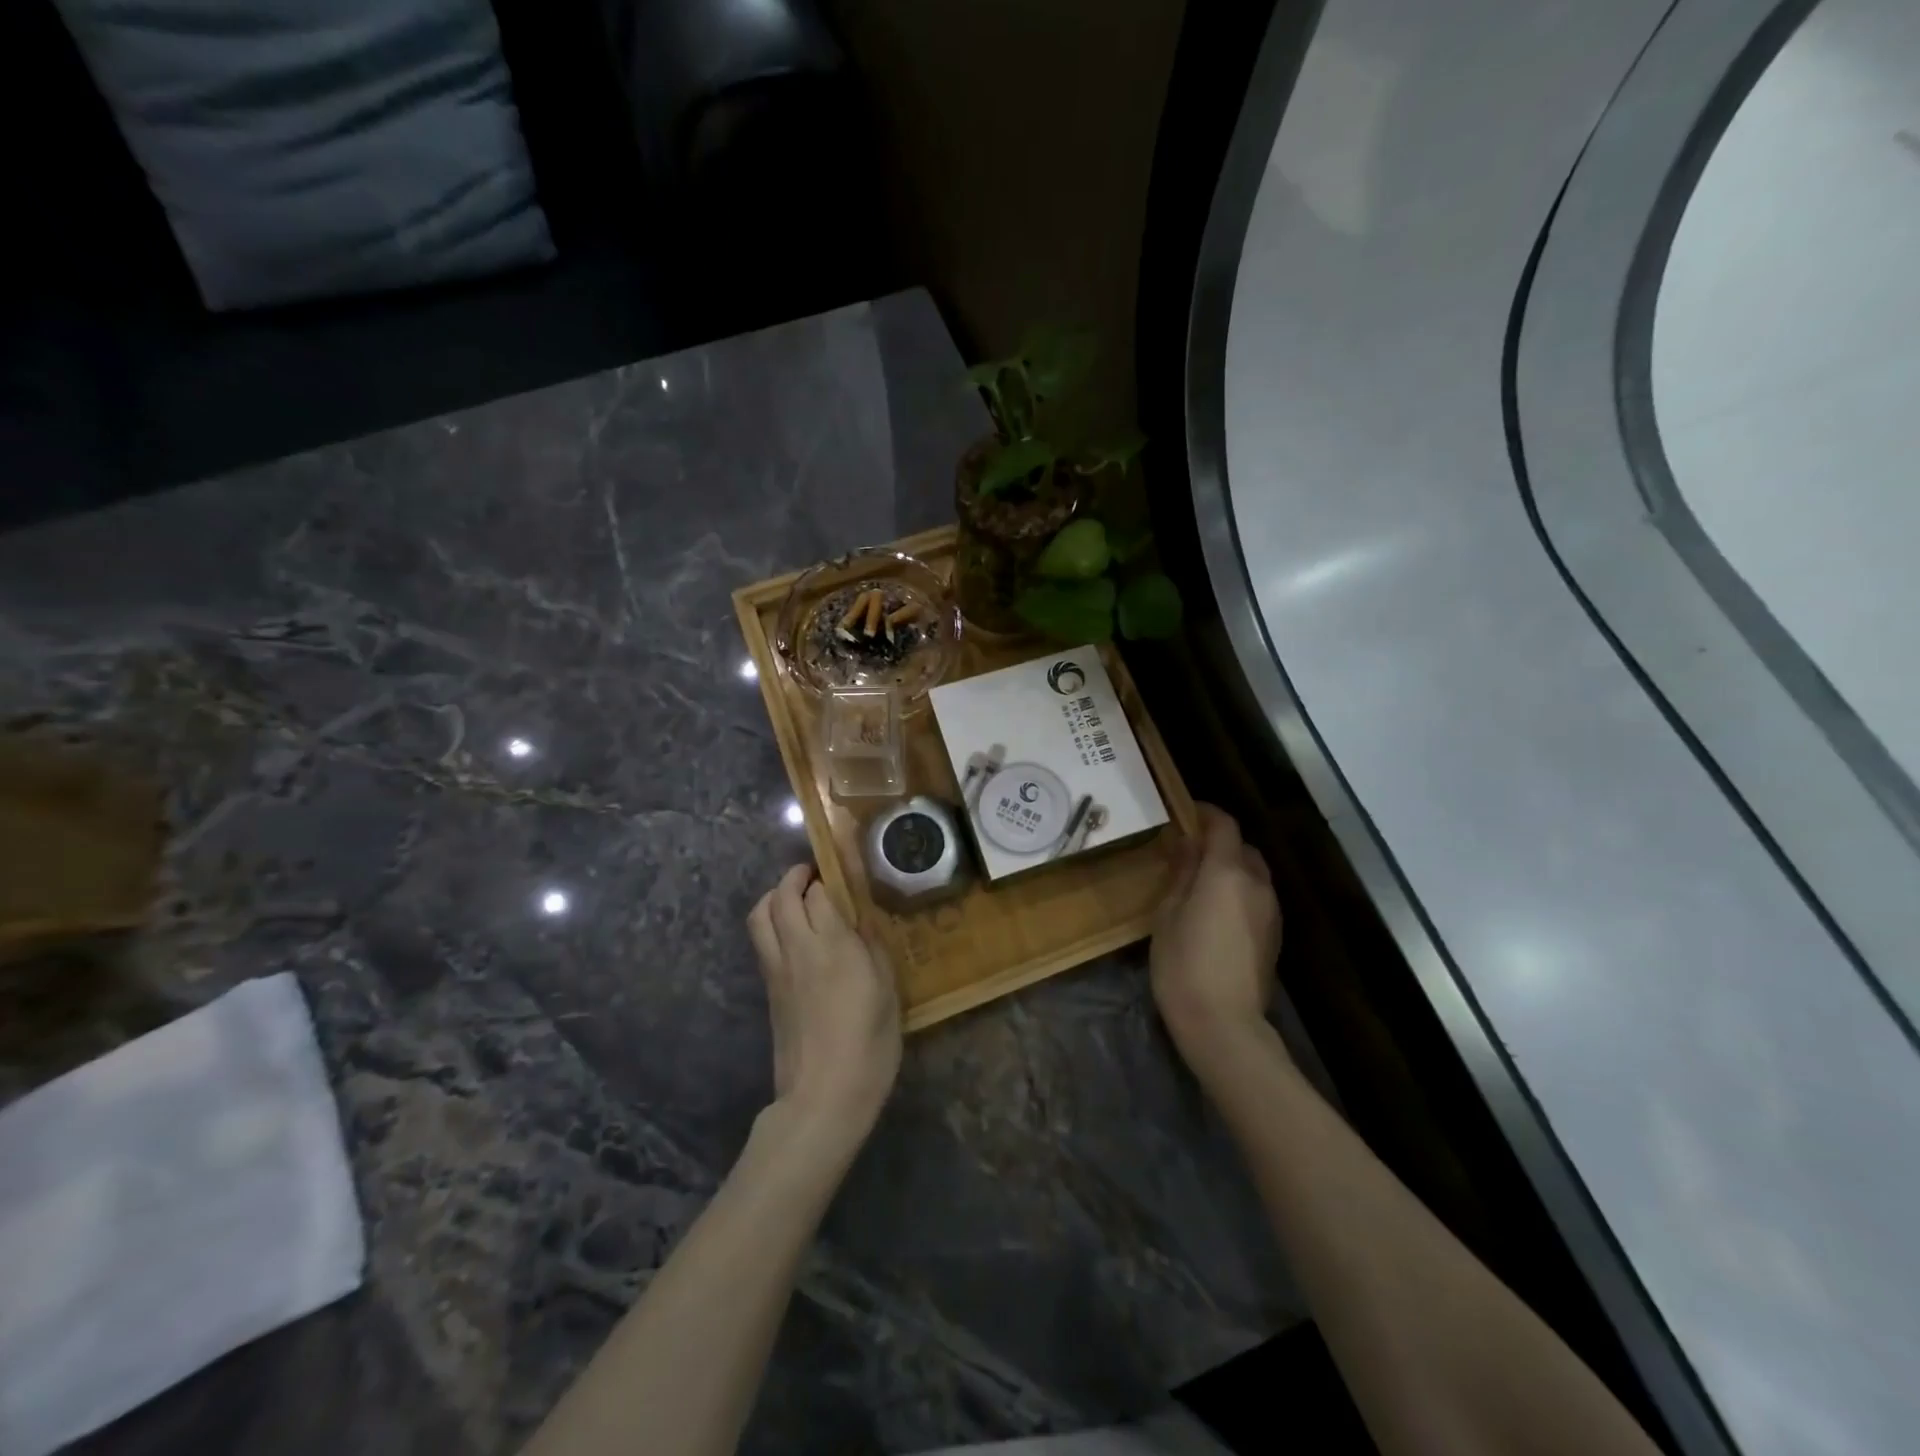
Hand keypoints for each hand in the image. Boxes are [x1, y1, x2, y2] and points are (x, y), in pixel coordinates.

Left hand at [747, 865, 901, 1144]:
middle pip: (781, 896)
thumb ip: (872, 947)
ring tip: (797, 899)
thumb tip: (861, 918)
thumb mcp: (887, 991)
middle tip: (815, 876)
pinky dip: (771, 923)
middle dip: (795, 878)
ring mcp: (777, 969)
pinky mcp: (768, 990)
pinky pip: (761, 940)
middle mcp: (797, 948)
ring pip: (760, 915)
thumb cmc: (869, 1045)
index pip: (818, 893)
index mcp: (832, 945)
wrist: (823, 1097)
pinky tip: (793, 934)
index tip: (842, 874)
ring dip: (775, 897)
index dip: (828, 877)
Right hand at [1151, 804, 1283, 1060]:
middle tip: (1187, 850)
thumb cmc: (1183, 964)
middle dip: (1219, 842)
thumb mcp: (1167, 914)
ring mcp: (1271, 910)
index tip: (1185, 811)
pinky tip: (1216, 911)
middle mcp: (1256, 883)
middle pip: (1243, 847)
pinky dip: (1239, 891)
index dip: (1206, 812)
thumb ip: (1181, 874)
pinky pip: (1257, 897)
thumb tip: (1188, 845)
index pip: (1224, 825)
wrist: (1224, 1024)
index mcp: (1226, 872)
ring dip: (1230, 867)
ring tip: (1200, 881)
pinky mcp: (1274, 935)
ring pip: (1253, 873)